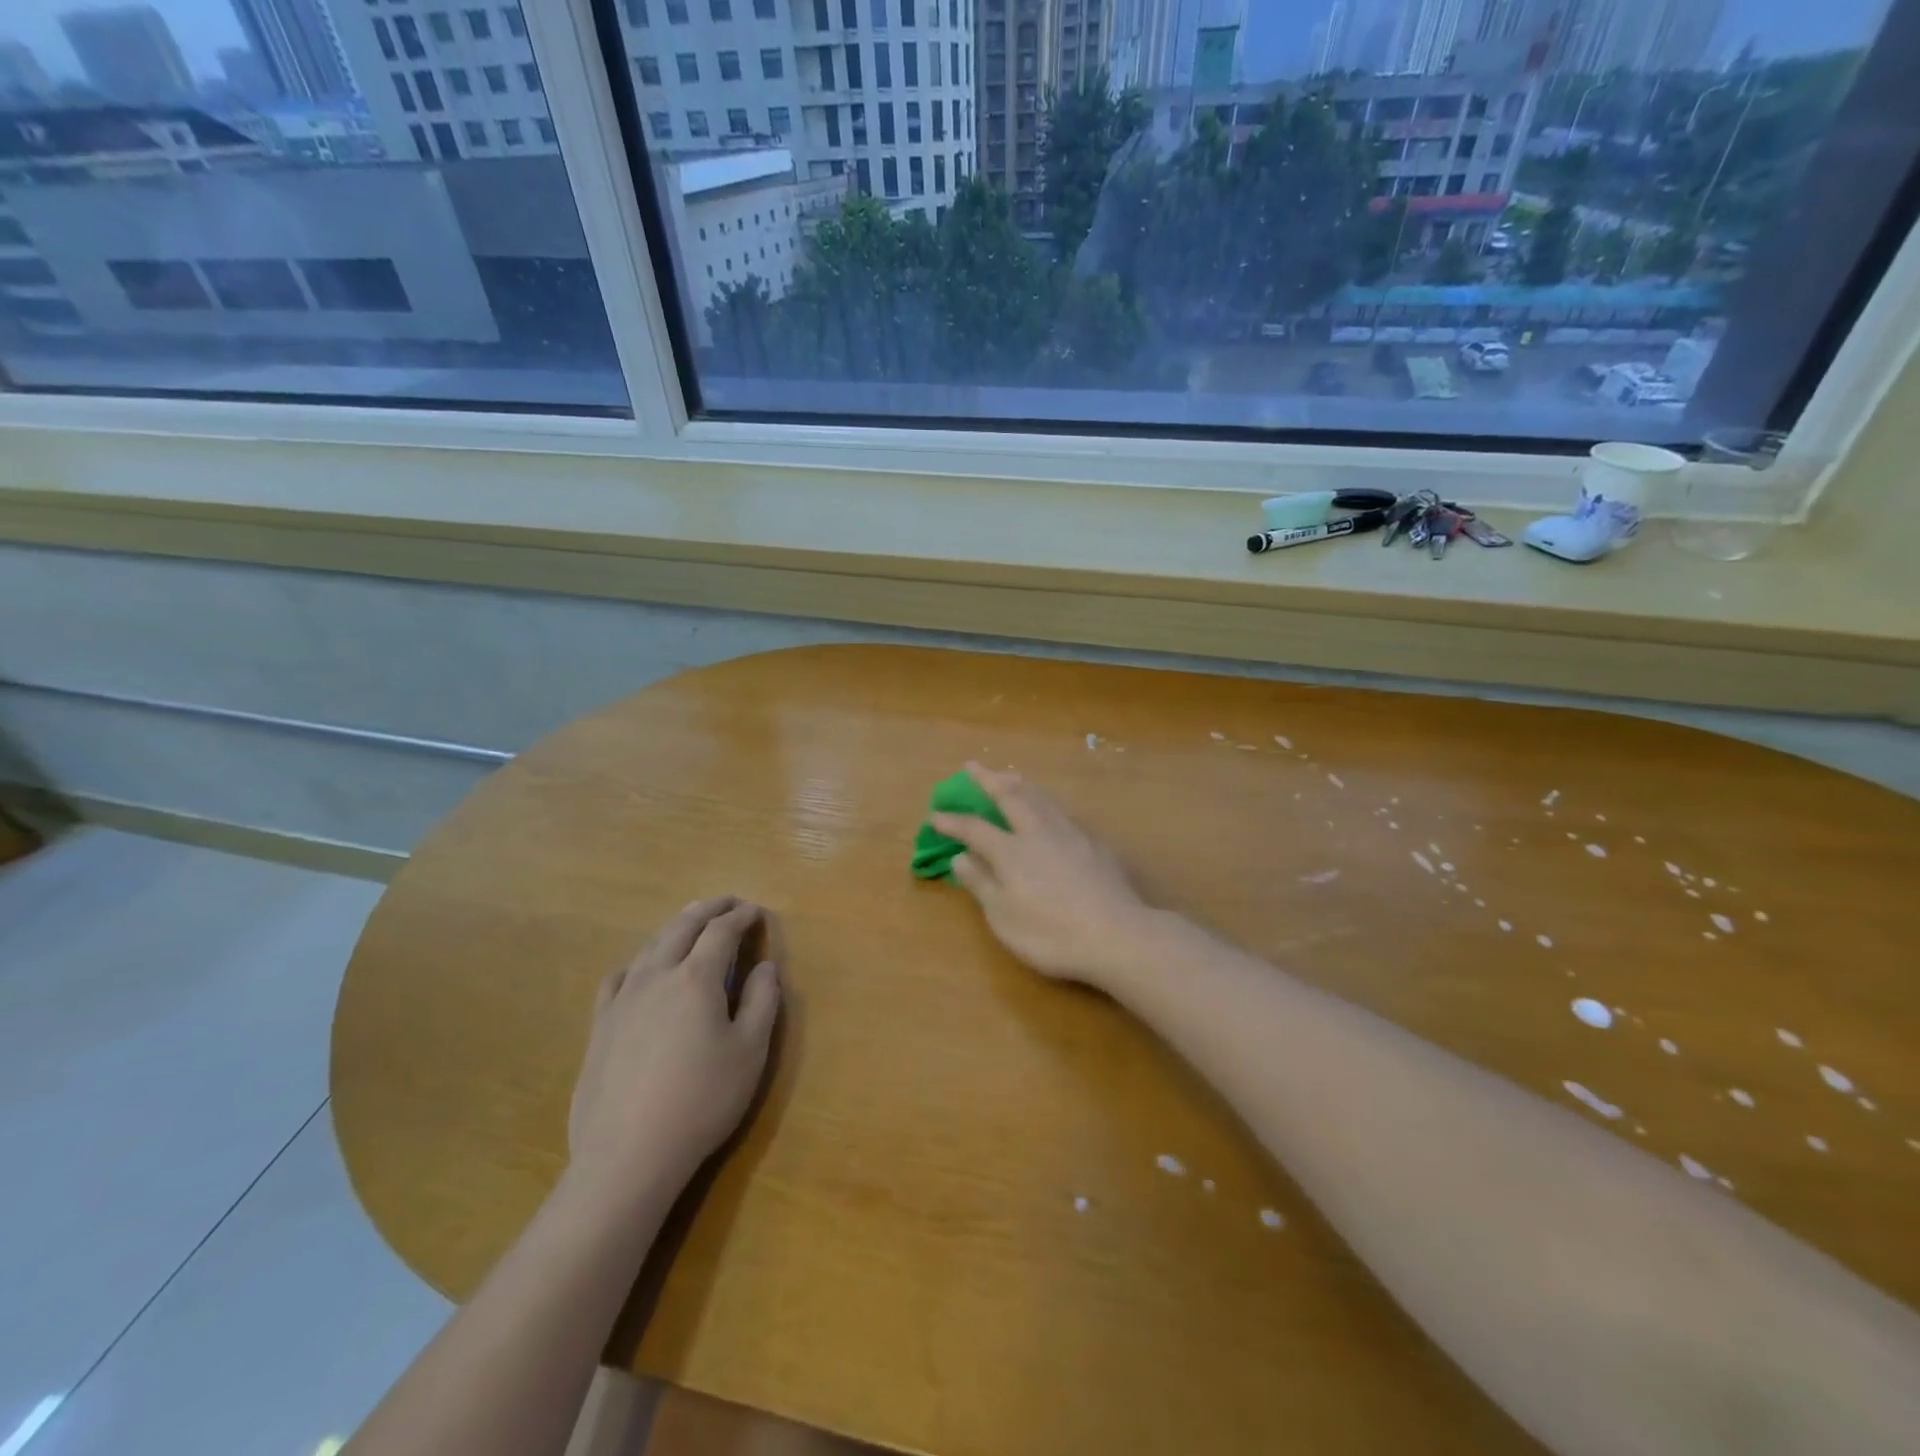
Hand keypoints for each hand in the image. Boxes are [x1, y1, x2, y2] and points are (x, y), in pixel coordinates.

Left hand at [568, 897, 781, 1202]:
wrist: (628, 1155)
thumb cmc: (702, 1101)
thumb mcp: (750, 1052)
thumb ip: (761, 1002)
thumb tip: (764, 967)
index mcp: (696, 978)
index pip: (721, 931)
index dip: (741, 917)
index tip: (756, 911)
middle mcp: (657, 975)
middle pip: (683, 927)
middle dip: (709, 909)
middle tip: (728, 902)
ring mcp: (622, 999)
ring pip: (650, 946)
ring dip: (675, 927)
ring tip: (690, 922)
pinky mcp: (600, 1025)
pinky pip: (619, 976)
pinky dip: (639, 960)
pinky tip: (641, 968)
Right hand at [933, 763, 1157, 987]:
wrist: (1119, 936)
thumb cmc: (1053, 935)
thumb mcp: (1005, 918)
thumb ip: (982, 884)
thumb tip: (960, 857)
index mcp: (1012, 851)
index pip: (975, 829)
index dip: (953, 821)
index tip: (935, 814)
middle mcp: (1039, 832)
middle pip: (1011, 796)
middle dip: (988, 780)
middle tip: (973, 766)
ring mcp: (1071, 833)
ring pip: (1041, 797)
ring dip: (1019, 783)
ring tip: (1009, 775)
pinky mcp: (1095, 842)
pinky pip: (1062, 810)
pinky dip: (1046, 801)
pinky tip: (1049, 808)